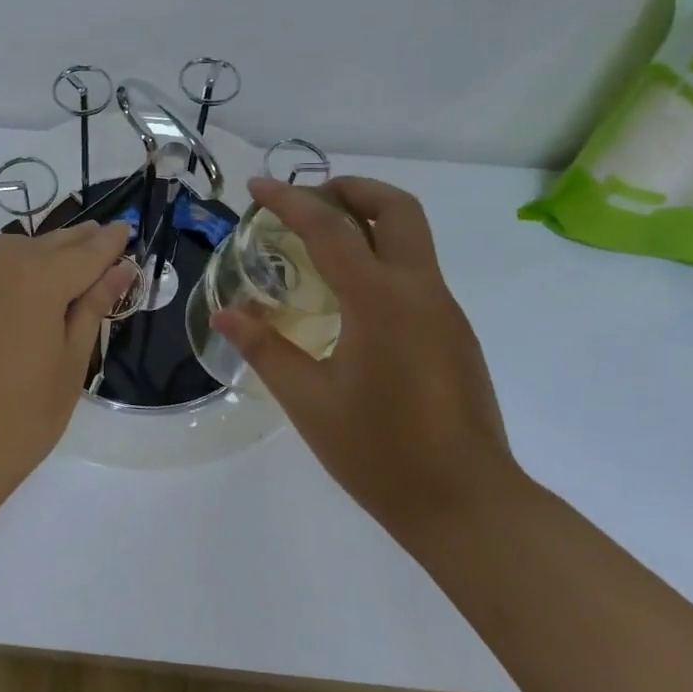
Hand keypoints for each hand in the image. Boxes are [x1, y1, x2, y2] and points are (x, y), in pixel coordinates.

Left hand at [0, 221, 136, 497]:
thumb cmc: (21, 417)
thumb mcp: (71, 363)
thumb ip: (93, 306)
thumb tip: (120, 269)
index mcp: (37, 278)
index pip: (85, 252)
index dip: (110, 243)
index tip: (127, 229)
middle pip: (47, 244)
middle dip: (76, 241)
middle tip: (100, 237)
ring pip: (8, 250)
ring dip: (37, 252)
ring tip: (59, 263)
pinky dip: (2, 273)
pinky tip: (11, 294)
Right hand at [211, 177, 524, 541]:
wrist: (467, 505)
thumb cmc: (380, 453)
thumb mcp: (308, 401)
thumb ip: (265, 349)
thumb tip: (225, 315)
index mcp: (380, 301)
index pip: (330, 228)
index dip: (290, 200)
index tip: (257, 186)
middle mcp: (419, 291)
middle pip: (396, 208)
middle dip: (351, 189)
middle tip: (308, 201)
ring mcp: (444, 311)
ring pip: (412, 237)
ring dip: (367, 221)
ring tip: (319, 245)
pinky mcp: (454, 333)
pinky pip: (416, 272)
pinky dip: (381, 257)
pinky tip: (349, 298)